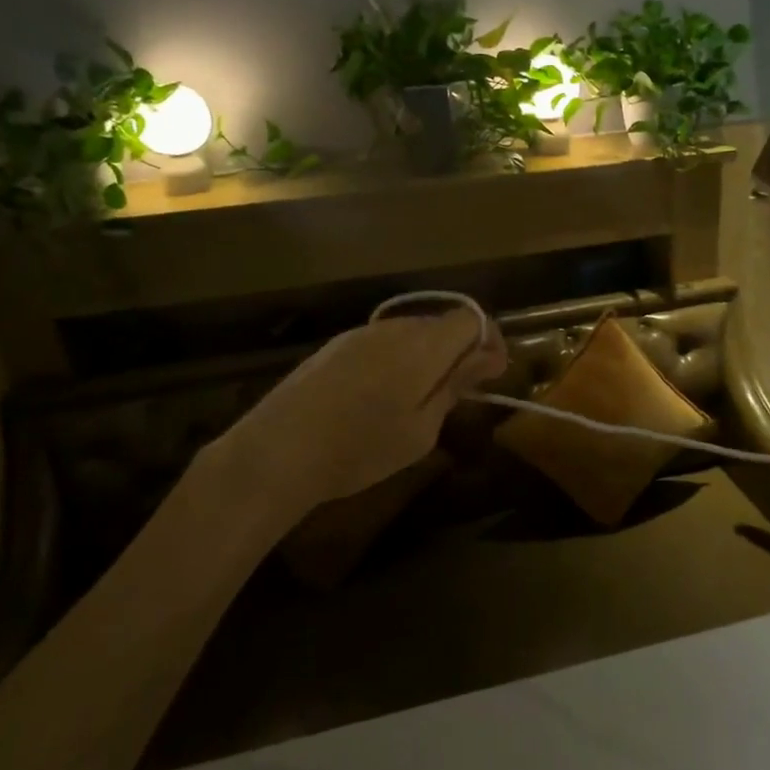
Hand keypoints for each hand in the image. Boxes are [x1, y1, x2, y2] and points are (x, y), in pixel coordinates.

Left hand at [210, 309, 506, 528]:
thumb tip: (485, 357)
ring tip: (421, 397)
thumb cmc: (359, 449)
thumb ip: (454, 386)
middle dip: (460, 349)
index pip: (471, 318)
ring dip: (428, 355)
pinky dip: (398, 359)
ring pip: (411, 332)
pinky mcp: (335, 346)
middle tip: (461, 391)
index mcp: (422, 346)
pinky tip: (382, 395)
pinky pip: (382, 341)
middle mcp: (394, 328)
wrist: (277, 451)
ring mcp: (360, 333)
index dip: (489, 340)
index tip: (492, 373)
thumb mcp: (420, 429)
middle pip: (441, 322)